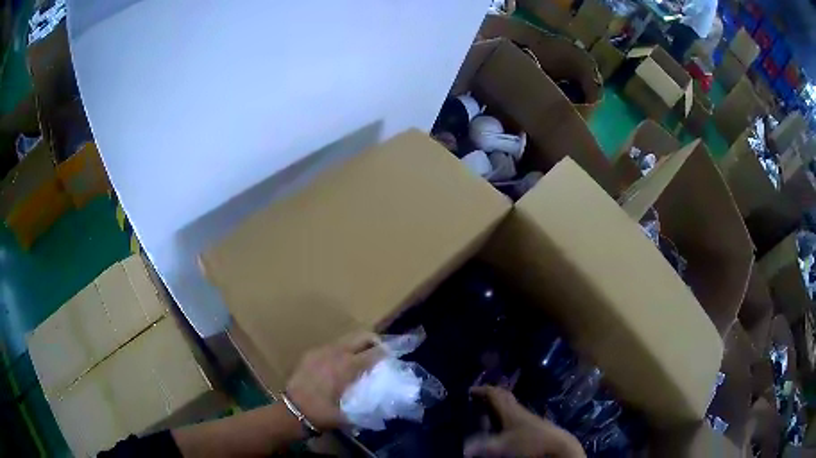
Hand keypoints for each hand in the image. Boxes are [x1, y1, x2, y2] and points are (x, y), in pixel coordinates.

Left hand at [286, 333, 384, 430]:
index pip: (375, 352)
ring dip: (358, 346)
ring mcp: (321, 350)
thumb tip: (386, 401)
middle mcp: (336, 352)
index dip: (388, 353)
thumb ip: (370, 405)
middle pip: (362, 336)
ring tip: (361, 361)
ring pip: (346, 339)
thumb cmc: (323, 413)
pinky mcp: (310, 353)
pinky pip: (332, 346)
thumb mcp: (351, 414)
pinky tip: (340, 366)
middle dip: (375, 342)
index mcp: (348, 366)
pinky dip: (342, 351)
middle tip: (381, 354)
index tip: (395, 358)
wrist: (292, 411)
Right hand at [465, 386, 585, 457]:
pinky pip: (514, 414)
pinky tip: (501, 425)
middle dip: (490, 396)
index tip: (469, 391)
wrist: (557, 446)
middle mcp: (518, 410)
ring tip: (486, 411)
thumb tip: (464, 449)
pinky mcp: (533, 425)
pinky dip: (505, 415)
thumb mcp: (501, 447)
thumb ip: (482, 446)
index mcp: (509, 410)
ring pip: (510, 406)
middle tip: (476, 398)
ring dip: (498, 405)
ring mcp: (527, 417)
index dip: (481, 391)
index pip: (494, 394)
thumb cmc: (529, 443)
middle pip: (503, 397)